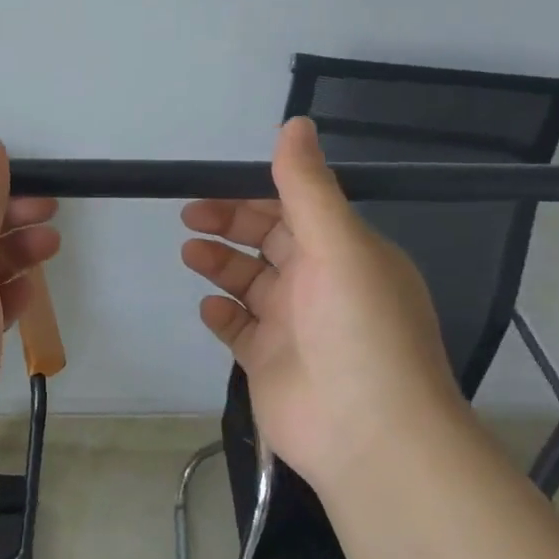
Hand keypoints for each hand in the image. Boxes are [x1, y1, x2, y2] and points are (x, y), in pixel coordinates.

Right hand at [180, 117, 471, 492]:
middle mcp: (321, 284)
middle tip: (190, 218)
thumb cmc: (358, 330)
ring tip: (191, 254)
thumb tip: (295, 123)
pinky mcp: (268, 361)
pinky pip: (238, 327)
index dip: (253, 195)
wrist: (368, 435)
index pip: (295, 209)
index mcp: (345, 252)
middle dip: (229, 224)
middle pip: (267, 241)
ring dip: (219, 264)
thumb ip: (308, 187)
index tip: (213, 186)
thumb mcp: (339, 246)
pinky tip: (212, 308)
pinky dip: (222, 313)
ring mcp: (293, 325)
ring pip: (248, 281)